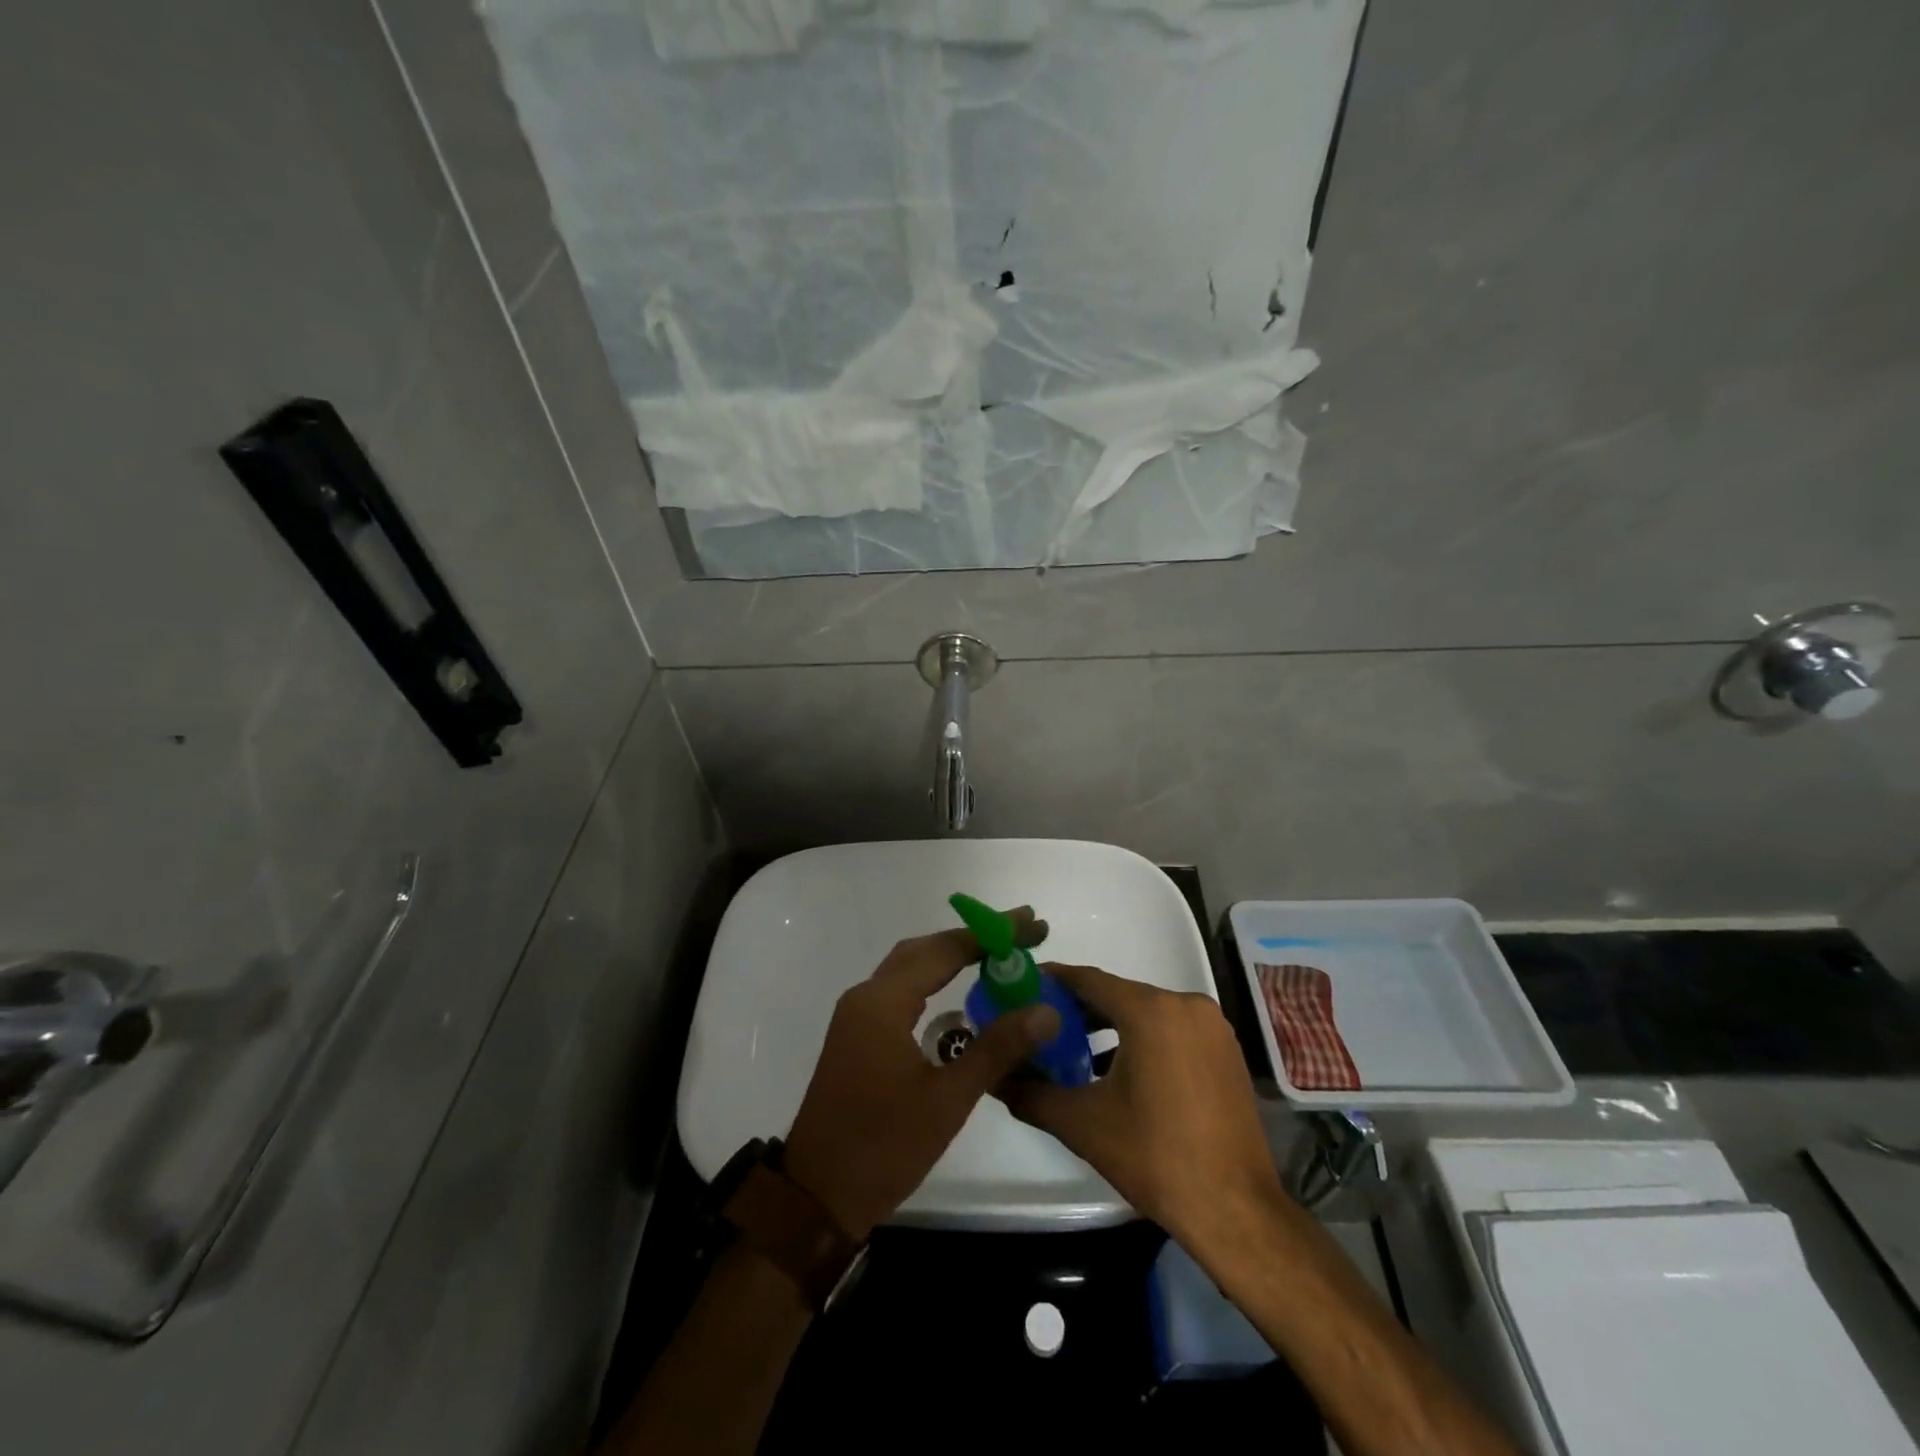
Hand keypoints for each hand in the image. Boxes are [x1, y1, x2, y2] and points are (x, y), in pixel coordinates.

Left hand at [782, 912, 1060, 1240]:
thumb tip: (1046, 1010)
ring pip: (910, 966)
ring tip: (998, 953)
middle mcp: (866, 996)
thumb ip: (997, 1048)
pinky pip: (900, 988)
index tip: (1032, 922)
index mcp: (883, 1002)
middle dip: (974, 938)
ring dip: (952, 954)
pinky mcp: (857, 1033)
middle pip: (925, 949)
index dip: (990, 934)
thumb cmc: (883, 1147)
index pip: (945, 950)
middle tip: (1021, 934)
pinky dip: (933, 977)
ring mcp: (857, 1014)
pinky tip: (958, 990)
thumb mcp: (948, 1100)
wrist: (816, 1196)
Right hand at [999, 964, 1285, 1248]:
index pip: (1089, 979)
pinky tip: (1123, 1071)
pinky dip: (1146, 1039)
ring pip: (1148, 1011)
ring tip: (1077, 1051)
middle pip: (1120, 994)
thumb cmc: (1156, 1158)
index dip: (1054, 981)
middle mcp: (1185, 1004)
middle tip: (1044, 1025)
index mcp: (1150, 1010)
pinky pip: (1174, 1029)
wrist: (1236, 1211)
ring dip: (1113, 1026)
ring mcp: (1212, 1026)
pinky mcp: (1227, 1050)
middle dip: (1080, 1008)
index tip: (1024, 986)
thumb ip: (1031, 1093)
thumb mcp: (1083, 1124)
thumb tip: (995, 1077)